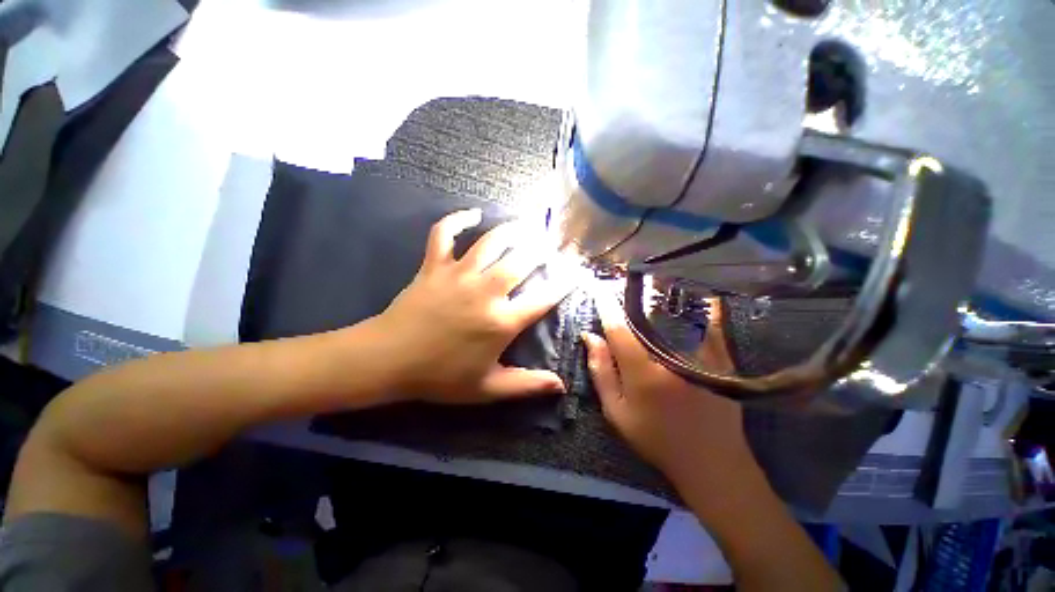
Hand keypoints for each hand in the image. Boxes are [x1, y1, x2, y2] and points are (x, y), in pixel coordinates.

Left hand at [378, 209, 571, 403]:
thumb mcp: (487, 388)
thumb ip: (526, 385)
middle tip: (552, 243)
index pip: (543, 298)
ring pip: (491, 242)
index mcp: (501, 321)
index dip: (563, 284)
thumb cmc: (440, 377)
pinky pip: (444, 234)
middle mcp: (485, 291)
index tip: (575, 273)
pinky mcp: (434, 266)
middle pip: (521, 261)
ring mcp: (459, 274)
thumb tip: (560, 385)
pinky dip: (457, 219)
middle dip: (541, 250)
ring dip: (512, 230)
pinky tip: (472, 213)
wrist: (388, 360)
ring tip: (527, 224)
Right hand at [581, 289, 755, 489]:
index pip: (618, 328)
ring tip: (650, 278)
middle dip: (633, 293)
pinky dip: (701, 303)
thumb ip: (601, 372)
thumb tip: (590, 336)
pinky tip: (693, 291)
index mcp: (642, 371)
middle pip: (649, 313)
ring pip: (678, 311)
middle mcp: (671, 356)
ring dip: (663, 292)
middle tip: (622, 280)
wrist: (711, 461)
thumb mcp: (617, 412)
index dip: (606, 306)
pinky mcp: (720, 356)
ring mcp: (700, 354)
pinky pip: (710, 321)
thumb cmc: (656, 438)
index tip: (597, 288)